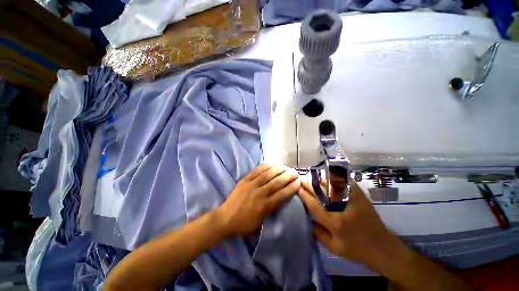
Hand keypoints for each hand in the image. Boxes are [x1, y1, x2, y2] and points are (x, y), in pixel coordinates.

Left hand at [217, 164, 300, 236]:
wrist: (224, 219)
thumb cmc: (243, 225)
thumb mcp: (260, 225)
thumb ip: (271, 213)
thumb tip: (280, 202)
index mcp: (264, 207)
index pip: (282, 195)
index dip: (291, 187)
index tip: (298, 182)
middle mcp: (260, 194)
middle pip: (277, 182)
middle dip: (288, 176)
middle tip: (295, 172)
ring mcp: (251, 185)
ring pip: (268, 174)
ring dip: (278, 170)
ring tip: (285, 167)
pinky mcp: (245, 180)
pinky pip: (257, 171)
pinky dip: (265, 167)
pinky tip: (272, 165)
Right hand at [298, 181, 408, 274]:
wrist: (383, 247)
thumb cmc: (357, 249)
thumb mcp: (334, 247)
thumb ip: (317, 233)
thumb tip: (306, 217)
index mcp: (335, 222)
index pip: (313, 204)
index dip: (303, 194)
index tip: (296, 188)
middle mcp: (343, 207)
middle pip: (320, 190)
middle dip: (308, 184)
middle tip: (301, 181)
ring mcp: (353, 197)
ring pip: (330, 183)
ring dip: (318, 181)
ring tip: (311, 181)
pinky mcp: (359, 194)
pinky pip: (341, 182)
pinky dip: (331, 180)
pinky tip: (326, 181)